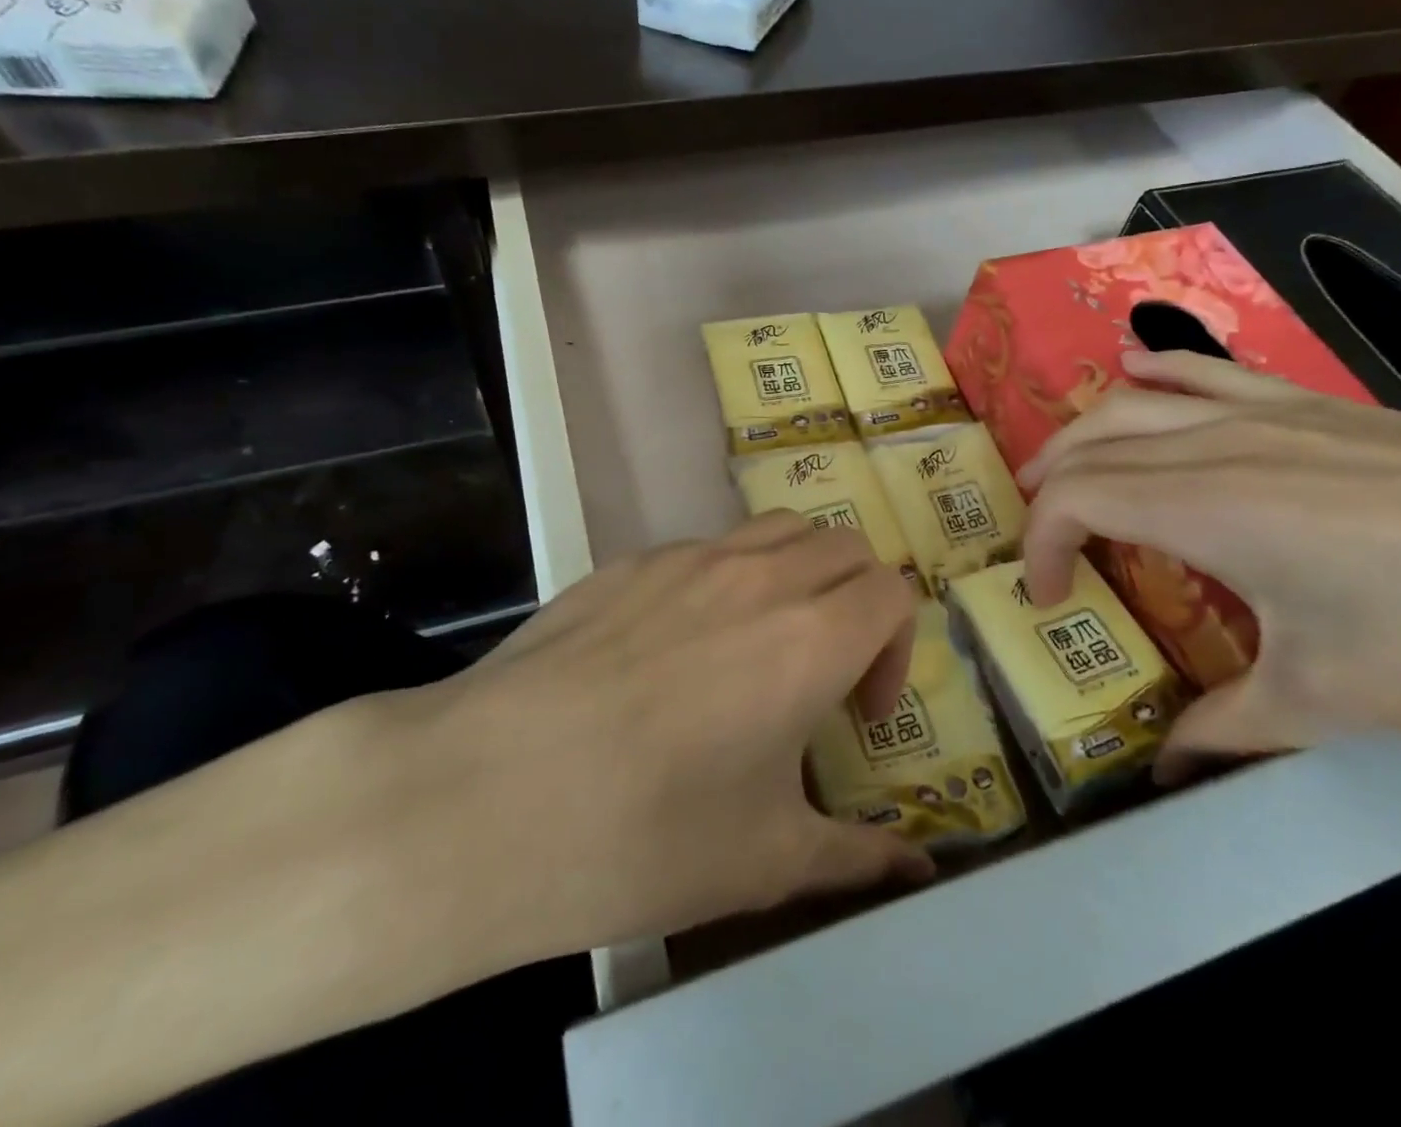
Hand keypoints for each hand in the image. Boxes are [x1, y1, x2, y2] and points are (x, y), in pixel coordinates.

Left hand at [346, 508, 933, 1012]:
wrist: (482, 798)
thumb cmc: (640, 836)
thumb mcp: (764, 861)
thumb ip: (857, 855)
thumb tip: (917, 868)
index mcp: (808, 638)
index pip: (892, 591)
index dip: (895, 648)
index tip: (858, 714)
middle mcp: (757, 577)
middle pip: (844, 547)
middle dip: (857, 602)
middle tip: (823, 673)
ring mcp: (686, 559)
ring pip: (778, 531)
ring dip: (797, 576)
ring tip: (761, 647)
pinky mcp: (628, 563)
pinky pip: (706, 549)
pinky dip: (728, 580)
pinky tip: (676, 652)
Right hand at [1017, 349, 1400, 779]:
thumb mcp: (1326, 700)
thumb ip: (1224, 728)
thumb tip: (1166, 770)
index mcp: (1199, 506)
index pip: (1074, 501)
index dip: (1041, 547)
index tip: (1052, 599)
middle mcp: (1210, 444)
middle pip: (1088, 447)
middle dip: (1046, 490)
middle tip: (1044, 542)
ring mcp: (1260, 412)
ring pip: (1130, 402)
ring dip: (1080, 434)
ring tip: (1059, 468)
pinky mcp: (1309, 403)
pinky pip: (1204, 372)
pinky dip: (1155, 370)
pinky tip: (1134, 368)